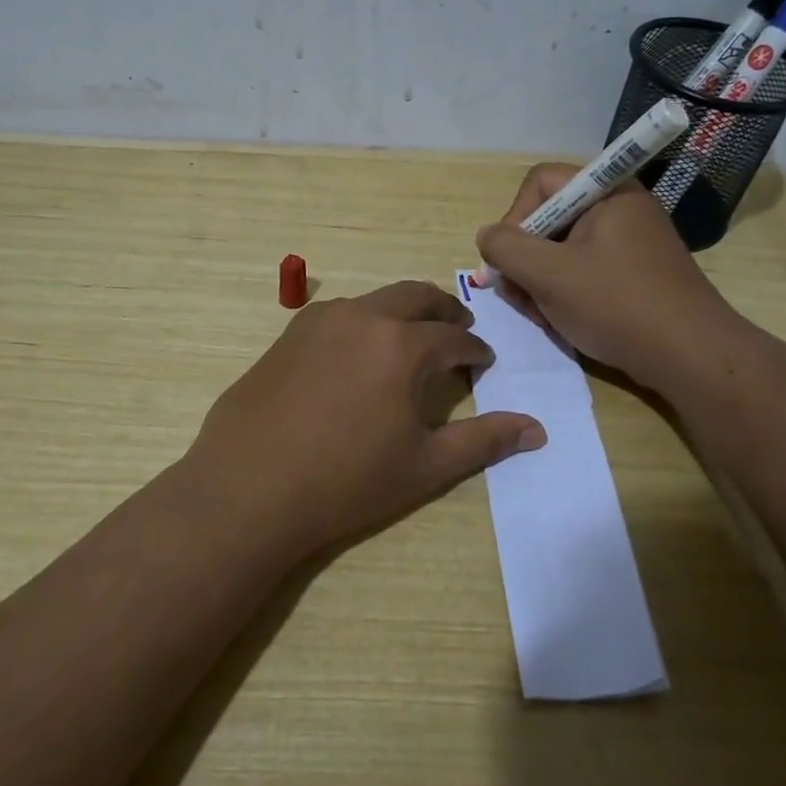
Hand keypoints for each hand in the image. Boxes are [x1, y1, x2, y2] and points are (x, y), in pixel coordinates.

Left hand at [186, 281, 545, 557]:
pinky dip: (362, 323)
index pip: (454, 338)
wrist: (249, 489)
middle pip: (415, 297)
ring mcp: (318, 322)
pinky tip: (357, 354)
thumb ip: (484, 441)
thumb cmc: (346, 482)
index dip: (475, 350)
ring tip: (409, 339)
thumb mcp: (425, 466)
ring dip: (401, 312)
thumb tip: (537, 429)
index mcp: (402, 345)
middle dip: (443, 311)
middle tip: (458, 329)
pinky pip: (337, 316)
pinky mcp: (287, 335)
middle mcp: (362, 318)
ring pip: (374, 301)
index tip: (483, 362)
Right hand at [475, 164, 747, 389]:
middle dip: (526, 259)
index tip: (511, 260)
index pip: (539, 183)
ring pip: (562, 249)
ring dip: (540, 281)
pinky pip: (584, 269)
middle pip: (549, 218)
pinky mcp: (634, 272)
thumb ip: (506, 248)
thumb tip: (487, 236)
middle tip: (520, 297)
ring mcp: (629, 241)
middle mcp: (620, 207)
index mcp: (607, 192)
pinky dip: (565, 292)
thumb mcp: (549, 275)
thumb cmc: (616, 305)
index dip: (514, 218)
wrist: (690, 356)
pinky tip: (562, 321)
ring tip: (541, 316)